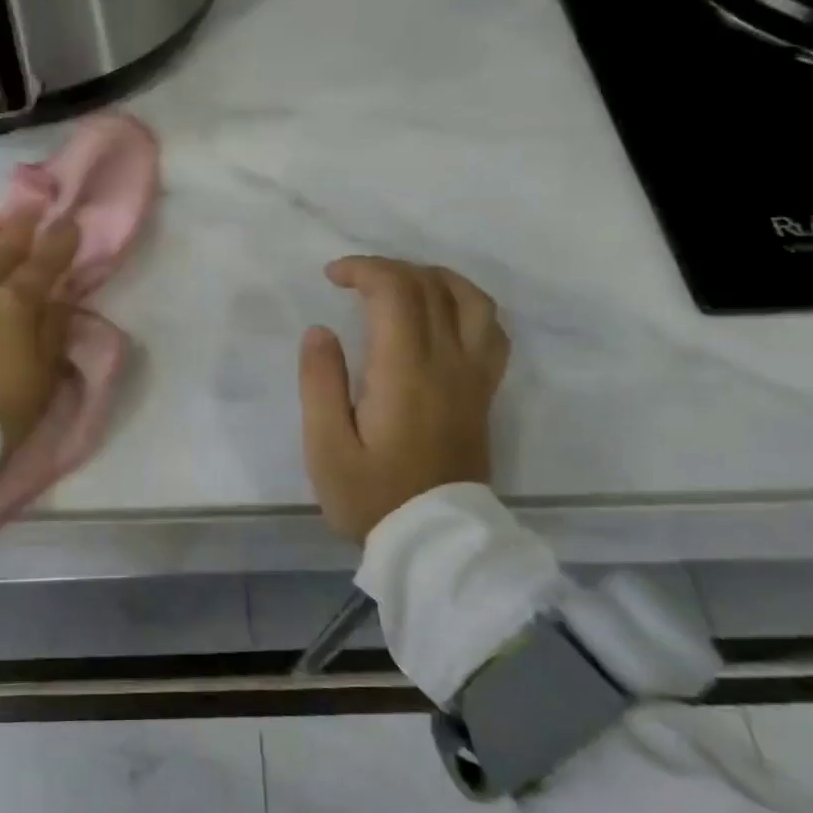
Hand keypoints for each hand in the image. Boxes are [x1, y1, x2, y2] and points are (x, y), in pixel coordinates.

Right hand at [298, 257, 510, 542]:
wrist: (434, 543)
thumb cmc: (372, 497)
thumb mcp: (326, 447)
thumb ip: (320, 383)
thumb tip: (320, 331)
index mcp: (406, 372)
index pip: (396, 291)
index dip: (364, 268)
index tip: (332, 276)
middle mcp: (448, 363)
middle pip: (430, 286)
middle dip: (387, 268)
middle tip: (352, 281)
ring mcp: (474, 377)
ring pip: (472, 300)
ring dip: (433, 278)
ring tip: (401, 284)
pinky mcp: (484, 393)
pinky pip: (491, 331)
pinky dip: (467, 306)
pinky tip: (443, 315)